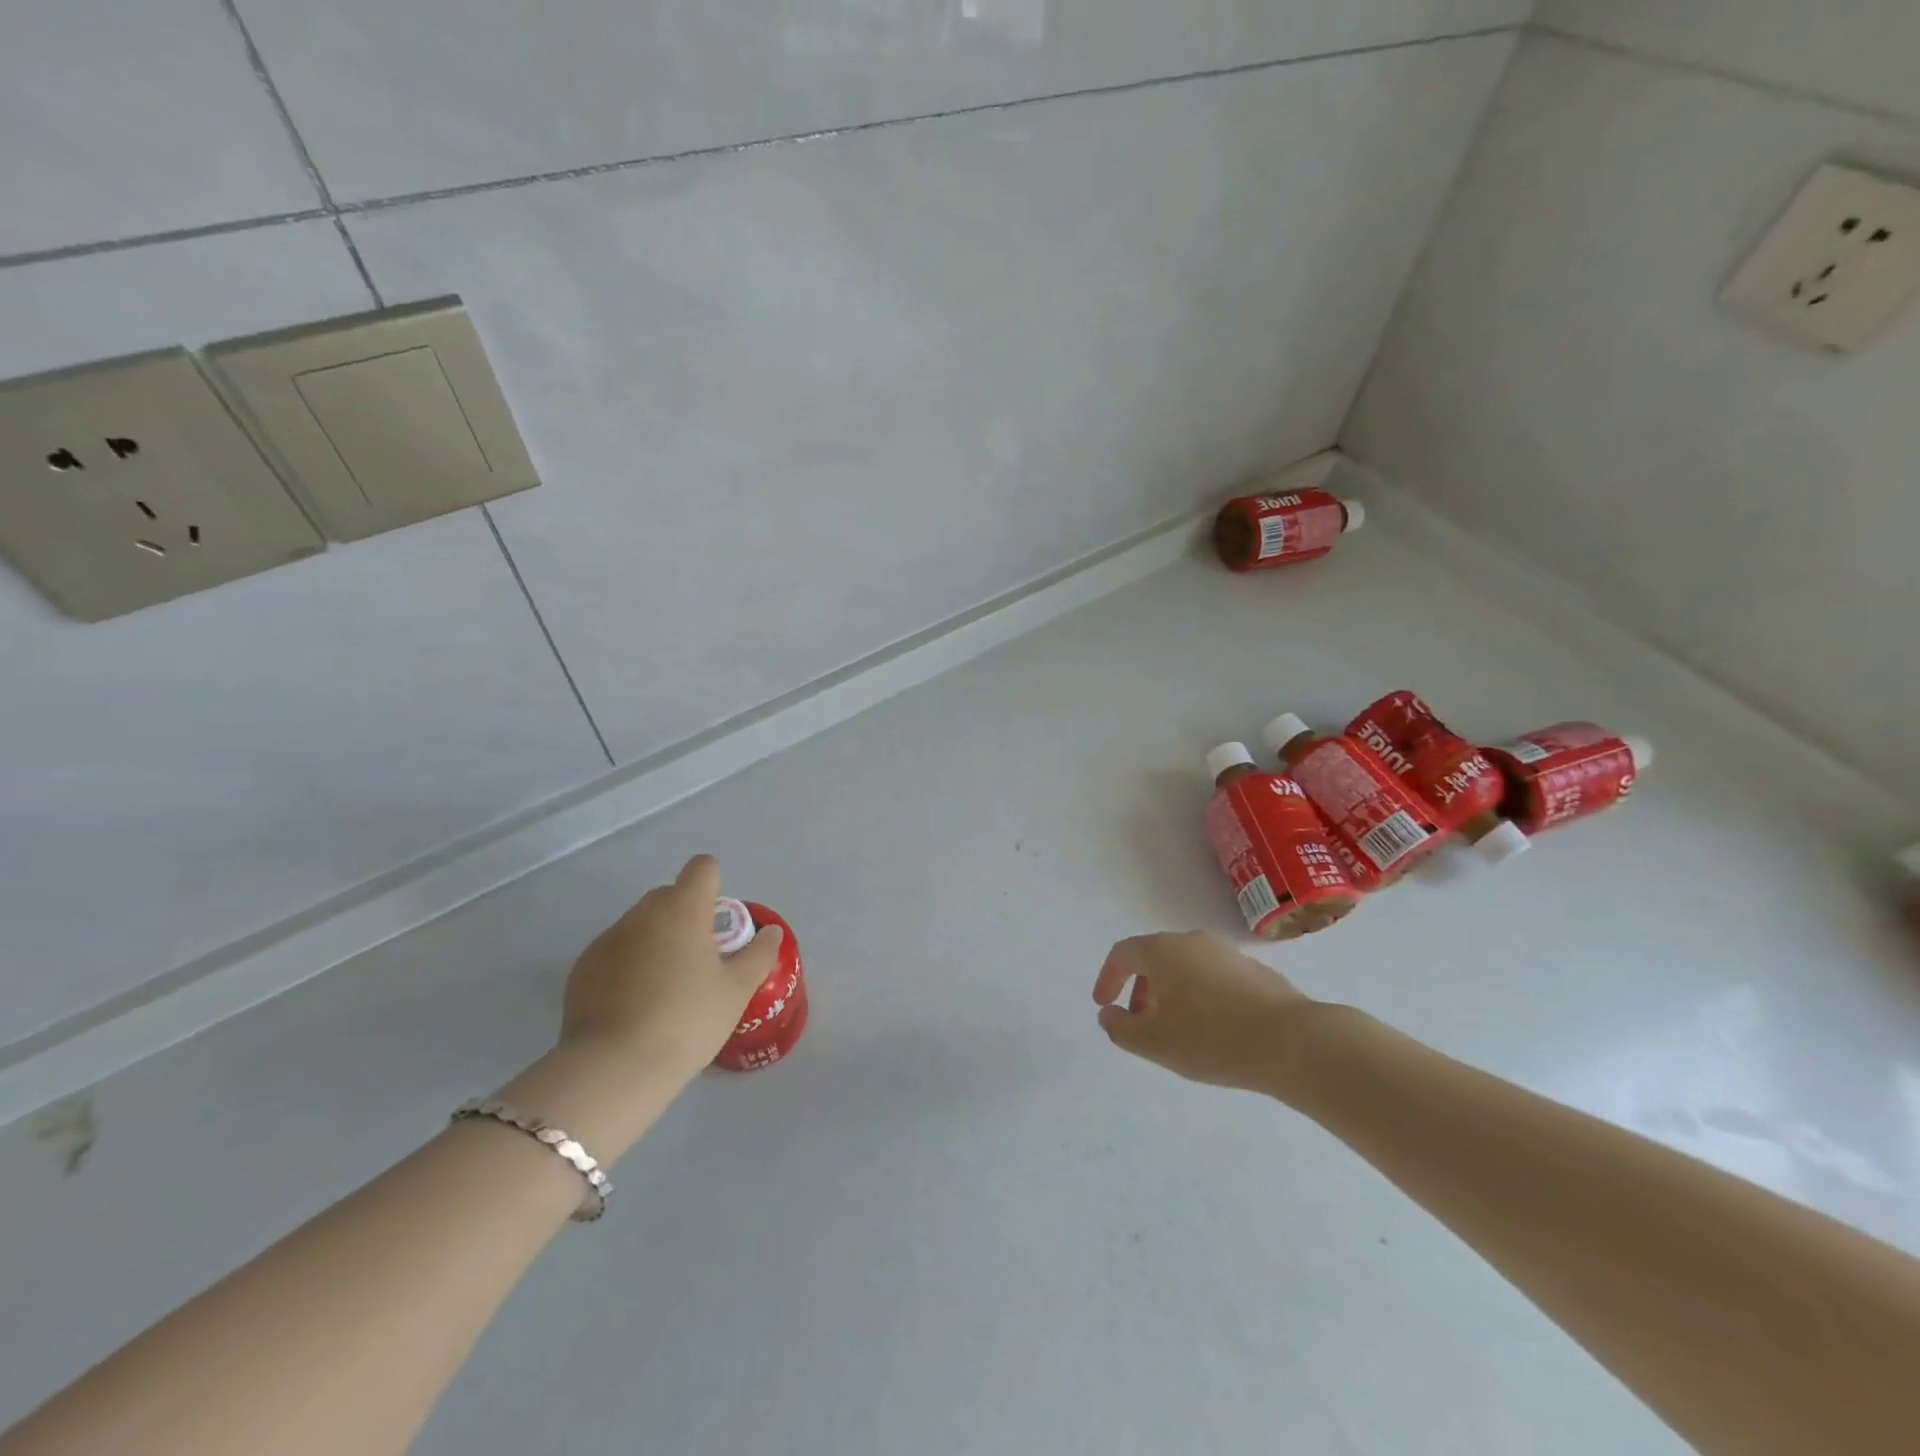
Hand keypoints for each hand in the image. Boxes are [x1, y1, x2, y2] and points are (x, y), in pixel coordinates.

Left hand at [559, 854, 783, 1084]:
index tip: (719, 924)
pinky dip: (627, 966)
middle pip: (669, 895)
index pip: (702, 868)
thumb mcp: (737, 991)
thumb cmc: (687, 1021)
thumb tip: (771, 932)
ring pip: (639, 925)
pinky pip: (613, 952)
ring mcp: (607, 940)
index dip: (715, 887)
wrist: (614, 1068)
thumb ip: (758, 955)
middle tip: (699, 960)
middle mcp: (642, 914)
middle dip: (685, 916)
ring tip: (665, 989)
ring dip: (655, 940)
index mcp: (683, 909)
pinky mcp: (582, 969)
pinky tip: (634, 1006)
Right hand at [1092, 930, 1312, 1092]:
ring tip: (1175, 1028)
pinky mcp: (1254, 970)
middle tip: (1139, 1021)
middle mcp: (1191, 941)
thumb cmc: (1212, 1038)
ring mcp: (1226, 952)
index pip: (1123, 954)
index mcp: (1162, 951)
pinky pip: (1212, 976)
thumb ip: (1121, 1028)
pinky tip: (1213, 1028)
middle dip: (1139, 988)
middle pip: (1154, 957)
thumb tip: (1109, 1014)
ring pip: (1185, 966)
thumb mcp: (1155, 1043)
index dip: (1108, 978)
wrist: (1292, 1041)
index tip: (1103, 1004)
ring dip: (1170, 992)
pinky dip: (1199, 995)